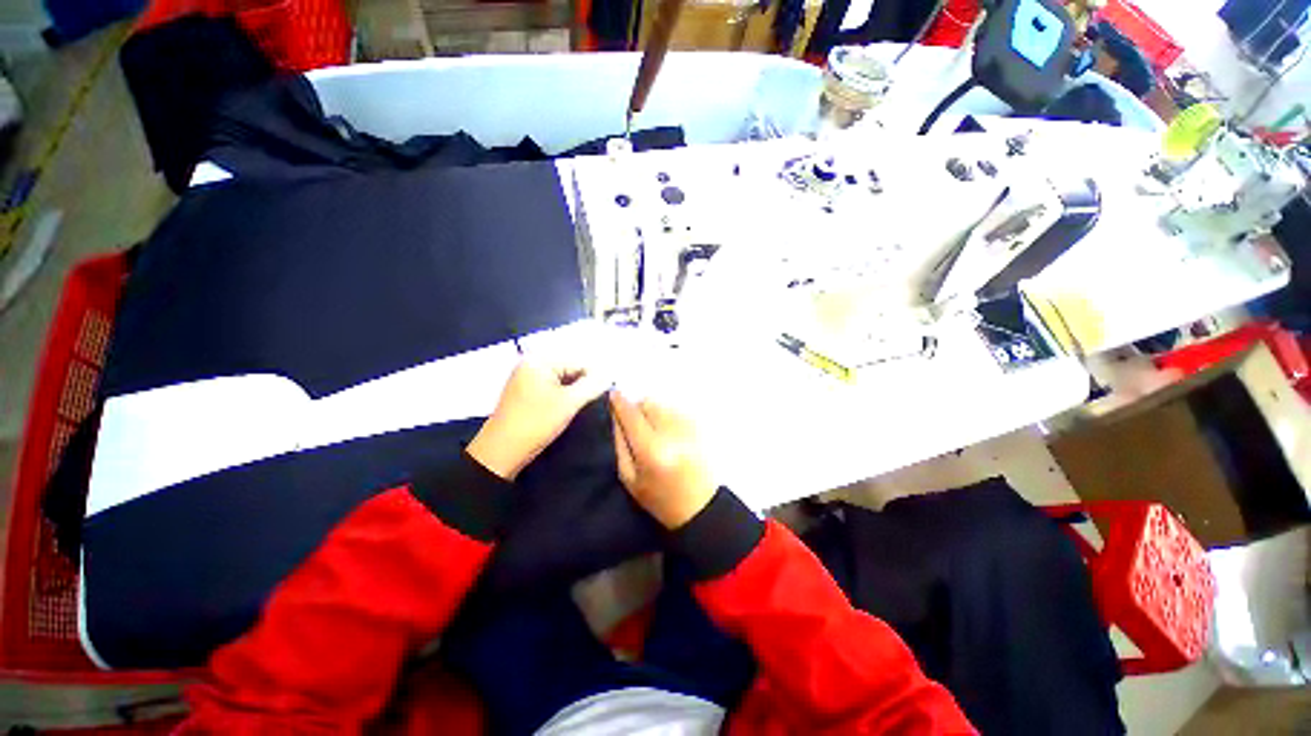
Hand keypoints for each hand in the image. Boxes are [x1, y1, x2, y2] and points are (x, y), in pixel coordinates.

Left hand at [467, 359, 607, 480]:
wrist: (501, 453)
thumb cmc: (536, 423)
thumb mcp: (569, 403)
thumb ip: (592, 385)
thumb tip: (611, 373)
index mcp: (540, 360)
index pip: (578, 361)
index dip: (596, 375)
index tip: (610, 389)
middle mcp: (532, 364)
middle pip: (570, 368)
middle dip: (585, 382)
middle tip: (600, 398)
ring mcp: (528, 378)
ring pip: (563, 379)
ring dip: (576, 390)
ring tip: (586, 403)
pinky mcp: (527, 392)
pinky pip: (553, 387)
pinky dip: (565, 395)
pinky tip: (571, 407)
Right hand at [610, 392, 716, 529]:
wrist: (701, 507)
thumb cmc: (659, 499)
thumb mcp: (629, 478)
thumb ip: (620, 444)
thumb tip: (616, 415)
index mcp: (651, 451)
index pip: (632, 415)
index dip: (620, 402)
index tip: (613, 394)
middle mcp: (672, 434)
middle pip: (649, 403)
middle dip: (638, 408)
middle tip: (637, 423)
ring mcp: (689, 428)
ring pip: (664, 403)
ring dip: (654, 411)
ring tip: (655, 430)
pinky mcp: (701, 427)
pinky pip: (678, 409)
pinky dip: (669, 415)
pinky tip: (670, 431)